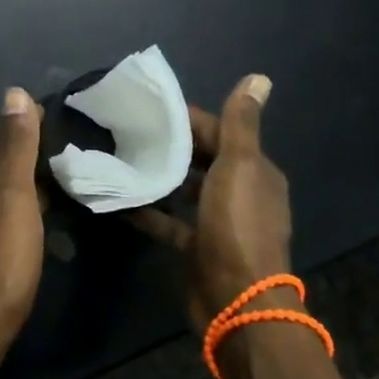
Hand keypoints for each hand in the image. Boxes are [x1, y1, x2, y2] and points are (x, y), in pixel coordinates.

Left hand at [0, 86, 46, 360]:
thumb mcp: (14, 196)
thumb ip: (16, 145)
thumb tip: (14, 93)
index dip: (27, 135)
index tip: (60, 136)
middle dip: (22, 165)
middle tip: (62, 170)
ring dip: (14, 192)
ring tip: (50, 198)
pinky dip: (5, 216)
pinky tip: (23, 230)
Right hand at [135, 74, 291, 329]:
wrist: (237, 300)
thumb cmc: (237, 226)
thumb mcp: (239, 167)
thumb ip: (240, 124)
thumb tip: (259, 77)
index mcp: (255, 171)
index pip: (219, 133)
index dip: (188, 119)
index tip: (149, 109)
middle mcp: (240, 194)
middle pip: (201, 160)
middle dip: (169, 145)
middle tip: (126, 130)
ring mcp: (218, 223)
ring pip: (184, 190)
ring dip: (158, 176)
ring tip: (119, 158)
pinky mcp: (197, 248)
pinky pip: (169, 222)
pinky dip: (149, 211)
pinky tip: (119, 200)